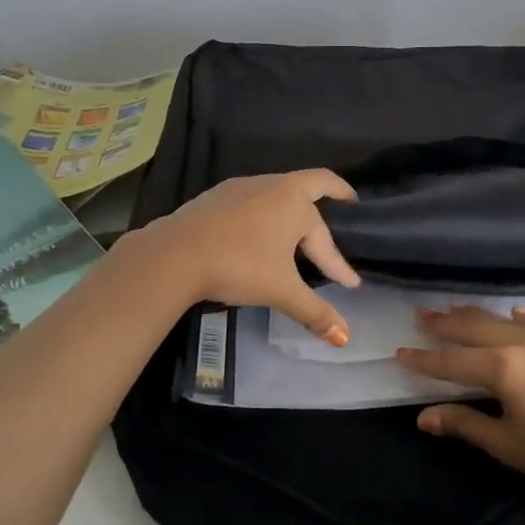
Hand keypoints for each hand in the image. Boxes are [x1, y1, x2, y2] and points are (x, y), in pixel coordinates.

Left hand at [137, 170, 360, 341]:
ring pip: (278, 194)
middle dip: (329, 199)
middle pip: (309, 188)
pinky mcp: (216, 196)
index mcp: (294, 201)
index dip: (339, 262)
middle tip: (343, 209)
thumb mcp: (281, 290)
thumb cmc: (238, 265)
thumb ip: (314, 312)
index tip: (350, 283)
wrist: (174, 254)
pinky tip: (257, 233)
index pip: (326, 234)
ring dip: (293, 210)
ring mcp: (241, 187)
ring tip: (298, 230)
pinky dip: (265, 214)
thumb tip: (345, 339)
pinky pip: (252, 200)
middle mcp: (271, 185)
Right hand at [399, 307, 524, 510]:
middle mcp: (520, 344)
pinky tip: (513, 312)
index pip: (451, 362)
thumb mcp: (508, 445)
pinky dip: (516, 318)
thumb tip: (423, 417)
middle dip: (445, 325)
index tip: (398, 352)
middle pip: (473, 330)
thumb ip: (465, 424)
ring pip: (500, 321)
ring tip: (452, 309)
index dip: (424, 359)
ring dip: (474, 316)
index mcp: (501, 367)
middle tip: (420, 316)